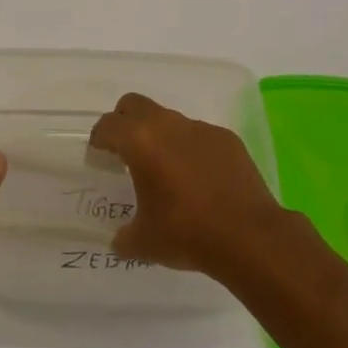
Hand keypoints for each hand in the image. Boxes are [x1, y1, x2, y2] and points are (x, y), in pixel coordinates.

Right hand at [89, 92, 289, 278]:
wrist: (249, 236)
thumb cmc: (187, 233)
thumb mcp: (145, 242)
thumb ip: (125, 236)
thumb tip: (119, 240)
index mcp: (140, 141)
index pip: (109, 125)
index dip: (99, 138)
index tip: (98, 152)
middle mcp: (168, 125)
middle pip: (135, 105)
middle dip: (125, 121)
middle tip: (125, 149)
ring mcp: (200, 128)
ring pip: (170, 119)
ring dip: (161, 136)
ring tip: (166, 169)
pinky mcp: (227, 139)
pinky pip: (199, 136)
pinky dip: (191, 149)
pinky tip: (199, 179)